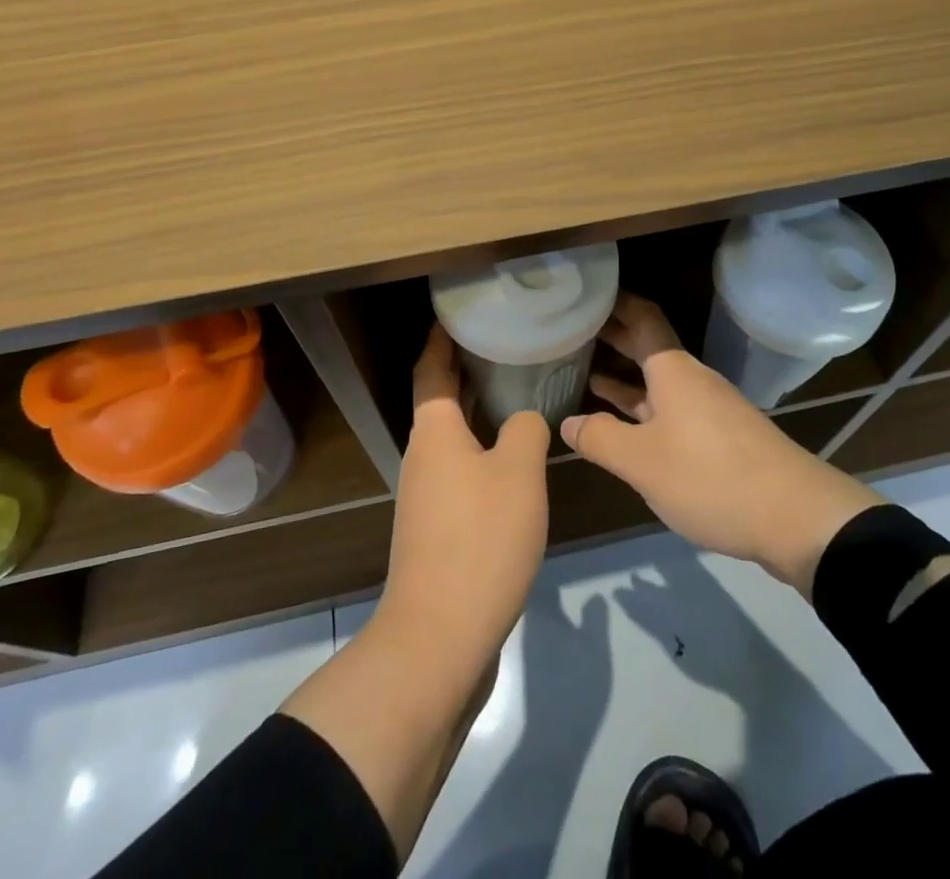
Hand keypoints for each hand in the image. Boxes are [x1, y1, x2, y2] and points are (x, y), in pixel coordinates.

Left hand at [282, 325, 548, 860]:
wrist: (440, 638)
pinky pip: (461, 469)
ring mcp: (427, 495)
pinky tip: (514, 457)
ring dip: (477, 410)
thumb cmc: (480, 540)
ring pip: (452, 437)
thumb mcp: (519, 474)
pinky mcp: (438, 528)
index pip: (431, 367)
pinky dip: (482, 449)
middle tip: (504, 343)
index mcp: (434, 432)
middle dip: (466, 369)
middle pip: (440, 399)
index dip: (442, 336)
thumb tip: (524, 420)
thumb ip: (526, 430)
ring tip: (517, 391)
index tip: (460, 311)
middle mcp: (423, 456)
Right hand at [561, 293, 883, 595]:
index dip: (615, 302)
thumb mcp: (642, 461)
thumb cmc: (710, 476)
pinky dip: (642, 406)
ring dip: (625, 374)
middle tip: (572, 328)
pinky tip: (623, 423)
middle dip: (613, 336)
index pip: (641, 317)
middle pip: (647, 346)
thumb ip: (600, 438)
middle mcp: (691, 379)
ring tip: (585, 371)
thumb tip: (568, 422)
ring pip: (657, 381)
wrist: (796, 517)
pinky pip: (670, 408)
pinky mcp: (719, 437)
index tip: (586, 293)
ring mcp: (707, 408)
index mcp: (673, 370)